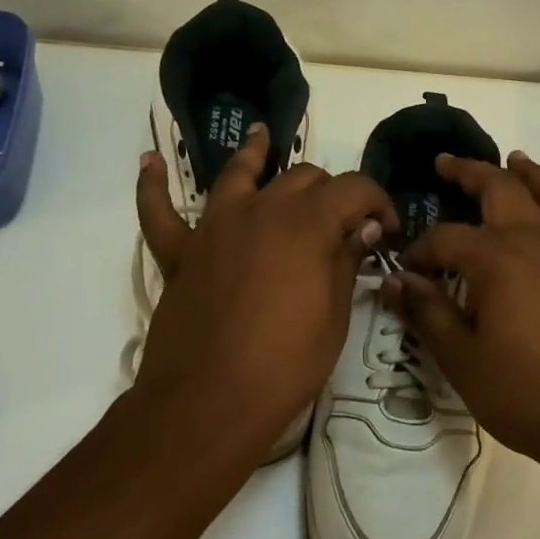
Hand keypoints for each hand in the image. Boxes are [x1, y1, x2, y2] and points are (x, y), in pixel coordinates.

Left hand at [135, 124, 396, 467]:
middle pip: (303, 178)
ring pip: (238, 175)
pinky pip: (159, 212)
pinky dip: (153, 186)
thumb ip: (346, 260)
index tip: (389, 228)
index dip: (379, 201)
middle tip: (344, 223)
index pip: (355, 188)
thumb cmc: (285, 363)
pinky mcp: (180, 253)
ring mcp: (215, 227)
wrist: (209, 402)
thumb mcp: (334, 315)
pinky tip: (150, 162)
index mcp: (307, 223)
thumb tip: (365, 226)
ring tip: (260, 136)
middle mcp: (261, 210)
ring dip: (253, 154)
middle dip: (331, 192)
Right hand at [383, 151, 539, 470]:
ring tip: (514, 160)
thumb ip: (426, 311)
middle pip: (503, 189)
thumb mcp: (460, 356)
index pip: (447, 238)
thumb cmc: (521, 391)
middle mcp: (536, 242)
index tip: (407, 275)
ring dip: (530, 175)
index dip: (421, 252)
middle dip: (471, 172)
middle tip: (446, 164)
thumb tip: (395, 280)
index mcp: (498, 258)